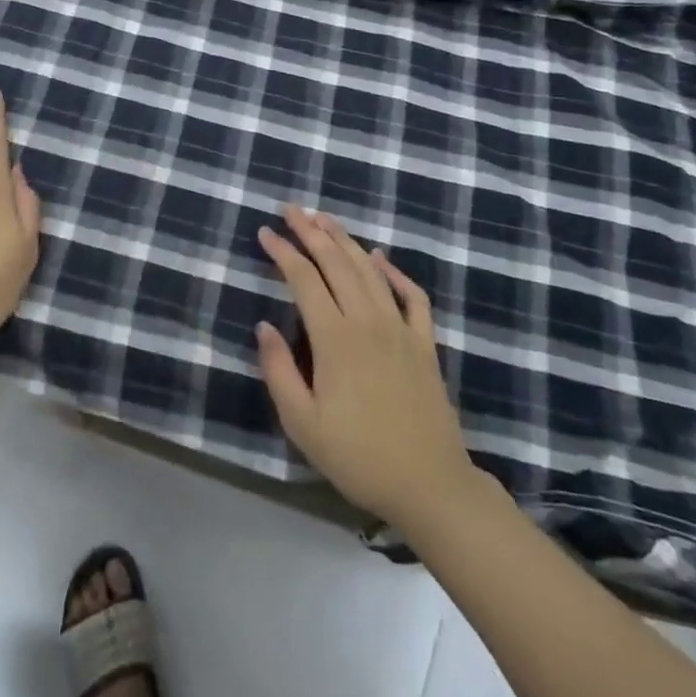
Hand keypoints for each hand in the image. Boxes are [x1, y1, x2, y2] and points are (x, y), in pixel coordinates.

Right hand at [256, 206, 478, 529]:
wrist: (431, 487)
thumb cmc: (359, 458)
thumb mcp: (303, 425)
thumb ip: (279, 371)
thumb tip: (263, 326)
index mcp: (335, 338)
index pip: (304, 279)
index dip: (283, 251)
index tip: (266, 232)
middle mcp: (368, 321)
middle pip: (336, 262)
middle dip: (311, 231)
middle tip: (292, 209)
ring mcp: (400, 329)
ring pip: (370, 270)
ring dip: (345, 240)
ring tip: (325, 219)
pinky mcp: (424, 343)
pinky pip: (412, 295)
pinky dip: (395, 271)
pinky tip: (381, 257)